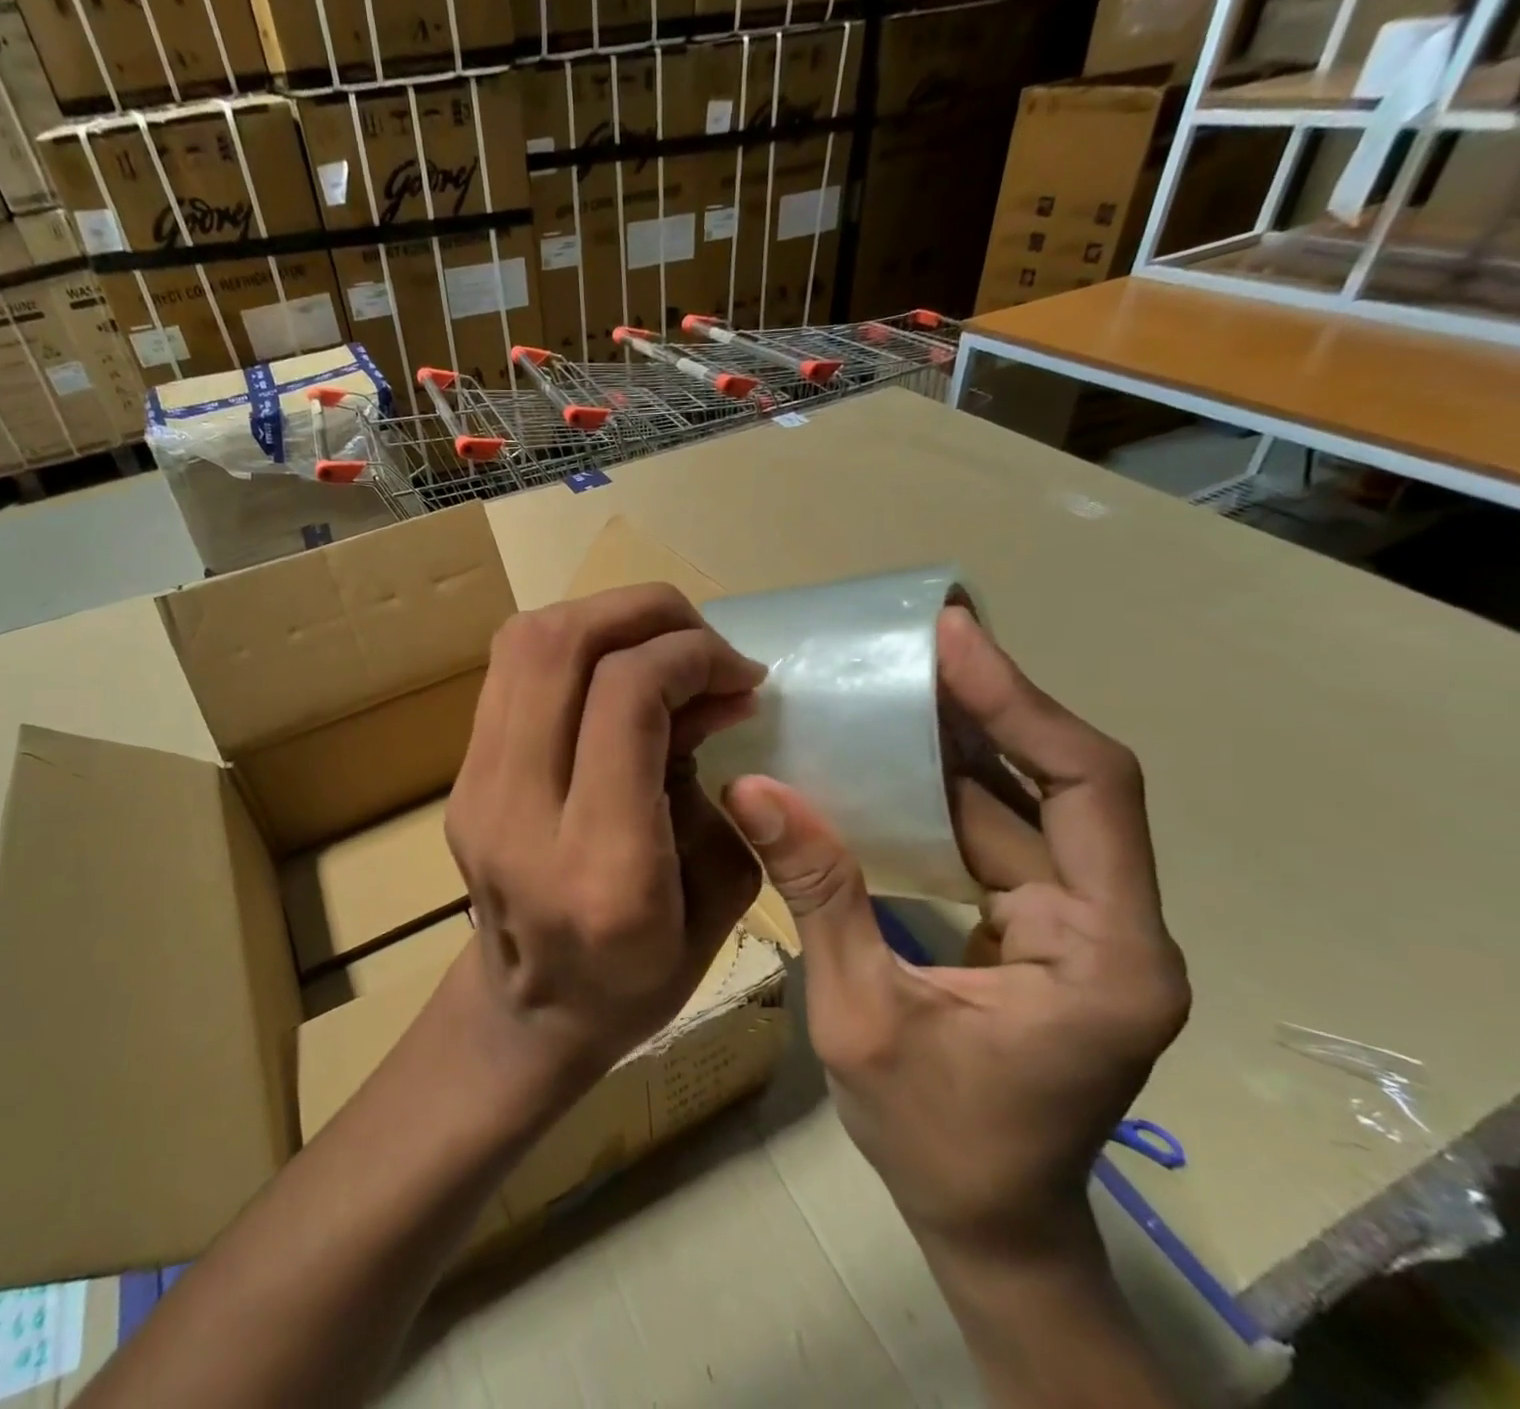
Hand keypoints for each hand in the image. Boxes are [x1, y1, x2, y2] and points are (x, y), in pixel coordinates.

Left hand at [446, 583, 766, 1084]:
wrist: (528, 1010)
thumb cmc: (640, 977)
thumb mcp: (719, 893)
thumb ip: (721, 782)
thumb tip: (714, 691)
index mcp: (601, 867)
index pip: (625, 699)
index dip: (690, 657)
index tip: (738, 675)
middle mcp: (520, 815)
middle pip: (560, 647)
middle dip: (645, 613)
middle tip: (701, 638)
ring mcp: (475, 789)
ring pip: (524, 644)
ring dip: (605, 619)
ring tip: (661, 645)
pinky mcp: (461, 775)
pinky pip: (512, 672)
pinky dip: (574, 648)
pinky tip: (615, 673)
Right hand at [721, 607, 1189, 1256]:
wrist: (986, 1226)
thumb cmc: (934, 1139)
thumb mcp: (858, 1013)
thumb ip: (817, 892)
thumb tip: (751, 789)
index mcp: (1108, 952)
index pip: (1088, 790)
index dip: (1020, 705)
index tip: (954, 642)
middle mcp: (1118, 925)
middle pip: (1068, 784)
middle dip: (993, 708)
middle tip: (919, 645)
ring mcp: (1084, 928)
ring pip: (1031, 807)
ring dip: (968, 745)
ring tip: (900, 685)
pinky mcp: (1046, 932)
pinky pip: (1002, 840)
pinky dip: (950, 795)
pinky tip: (896, 763)